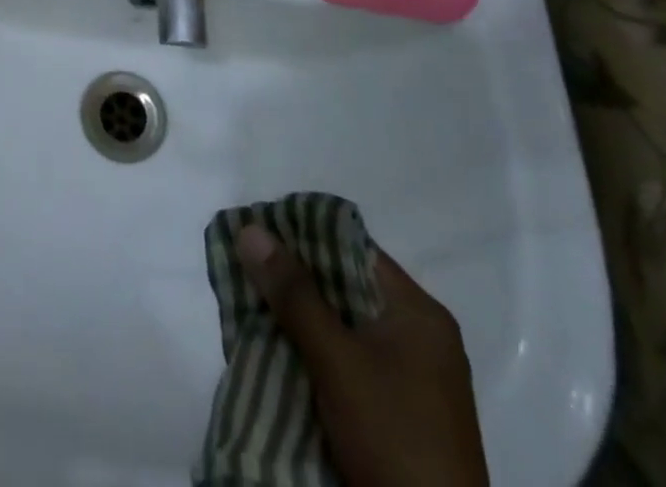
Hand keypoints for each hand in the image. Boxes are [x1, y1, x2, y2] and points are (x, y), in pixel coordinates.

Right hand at [238, 224, 489, 486]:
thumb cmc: (393, 437)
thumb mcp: (338, 361)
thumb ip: (294, 294)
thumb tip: (250, 229)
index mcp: (419, 313)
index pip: (353, 250)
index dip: (305, 235)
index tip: (259, 232)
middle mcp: (419, 337)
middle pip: (346, 287)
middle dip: (295, 279)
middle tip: (246, 267)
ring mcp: (412, 379)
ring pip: (343, 326)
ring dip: (301, 318)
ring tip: (251, 303)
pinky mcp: (399, 413)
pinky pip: (348, 361)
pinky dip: (315, 352)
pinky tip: (278, 349)